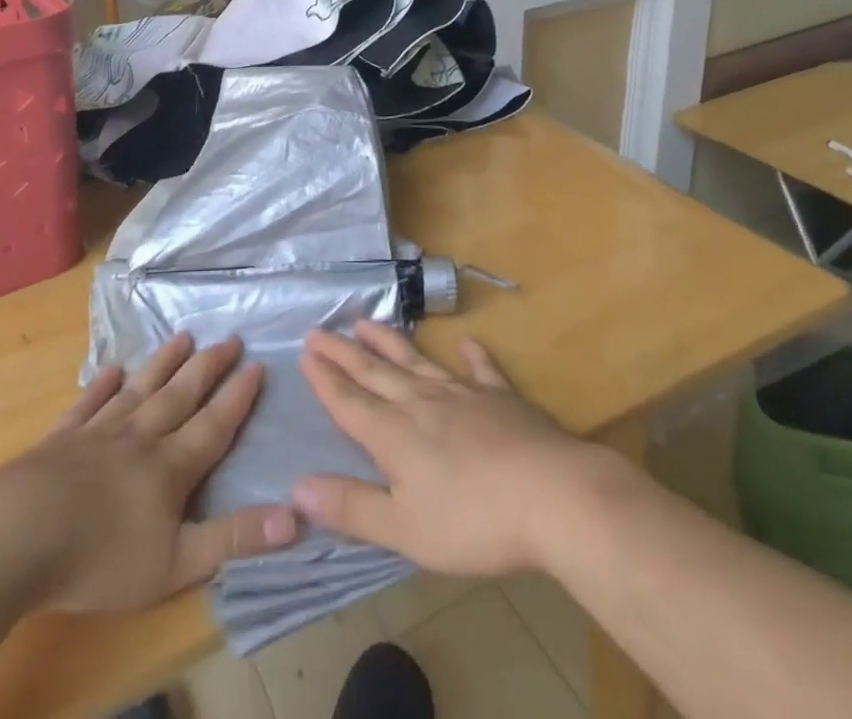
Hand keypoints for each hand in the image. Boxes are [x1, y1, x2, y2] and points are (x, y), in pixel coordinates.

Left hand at [0, 334, 297, 612]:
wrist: (18, 535)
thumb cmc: (101, 557)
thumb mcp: (176, 563)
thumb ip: (234, 538)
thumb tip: (296, 517)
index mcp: (170, 466)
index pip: (214, 424)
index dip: (238, 396)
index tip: (257, 364)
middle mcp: (140, 436)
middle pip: (181, 394)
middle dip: (208, 366)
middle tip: (228, 337)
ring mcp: (98, 432)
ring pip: (140, 389)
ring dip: (163, 363)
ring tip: (182, 336)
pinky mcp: (60, 439)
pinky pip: (87, 404)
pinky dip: (101, 386)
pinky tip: (110, 370)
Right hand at [293, 322, 634, 576]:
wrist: (553, 495)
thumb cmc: (474, 521)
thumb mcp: (405, 528)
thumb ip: (351, 507)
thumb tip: (298, 486)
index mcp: (394, 435)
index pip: (349, 401)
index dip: (325, 379)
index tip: (305, 353)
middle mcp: (422, 403)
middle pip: (375, 373)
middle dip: (344, 353)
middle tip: (319, 329)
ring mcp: (463, 396)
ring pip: (417, 362)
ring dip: (389, 343)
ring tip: (365, 323)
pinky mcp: (502, 399)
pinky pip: (481, 371)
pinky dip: (472, 356)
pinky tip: (466, 343)